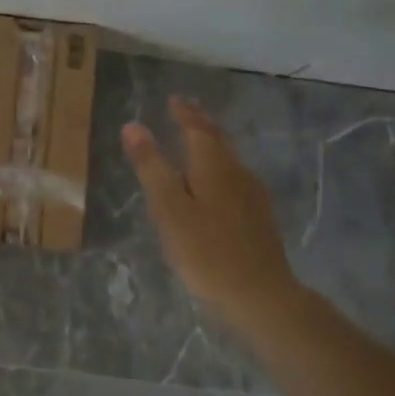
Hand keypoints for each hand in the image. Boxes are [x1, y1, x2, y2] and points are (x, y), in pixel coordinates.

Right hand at [123, 96, 300, 332]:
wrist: (261, 295)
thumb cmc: (207, 252)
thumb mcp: (169, 210)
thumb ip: (152, 168)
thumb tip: (133, 126)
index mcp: (214, 167)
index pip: (198, 128)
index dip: (184, 113)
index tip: (173, 100)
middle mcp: (238, 173)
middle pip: (218, 140)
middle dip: (200, 124)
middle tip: (185, 111)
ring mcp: (253, 196)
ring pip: (229, 160)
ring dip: (212, 145)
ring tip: (196, 142)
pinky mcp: (259, 218)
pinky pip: (235, 179)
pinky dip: (220, 168)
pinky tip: (217, 185)